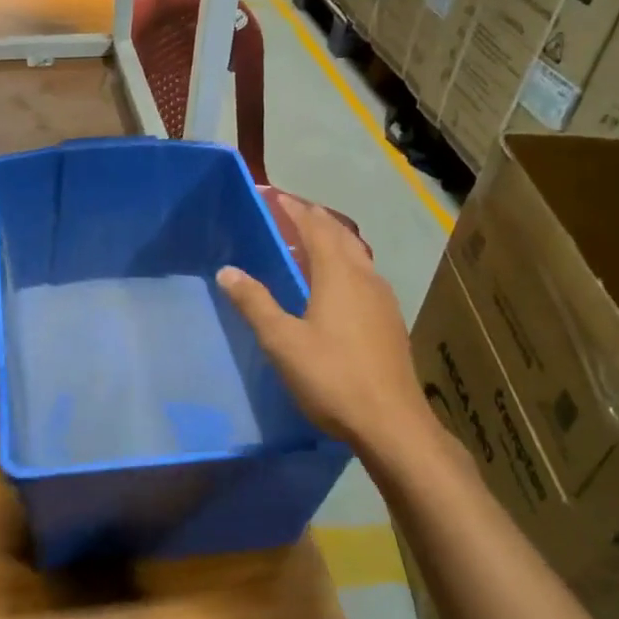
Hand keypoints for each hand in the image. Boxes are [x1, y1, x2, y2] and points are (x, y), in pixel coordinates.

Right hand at [217, 194, 429, 447]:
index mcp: (339, 275)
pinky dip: (345, 265)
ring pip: (356, 256)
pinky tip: (336, 286)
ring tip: (310, 243)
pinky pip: (364, 276)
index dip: (295, 210)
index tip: (276, 195)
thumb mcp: (282, 341)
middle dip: (315, 220)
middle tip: (291, 213)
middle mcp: (365, 278)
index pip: (315, 228)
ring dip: (333, 241)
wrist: (391, 423)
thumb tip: (227, 271)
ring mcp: (383, 300)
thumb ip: (254, 303)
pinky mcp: (389, 322)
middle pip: (340, 236)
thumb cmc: (332, 377)